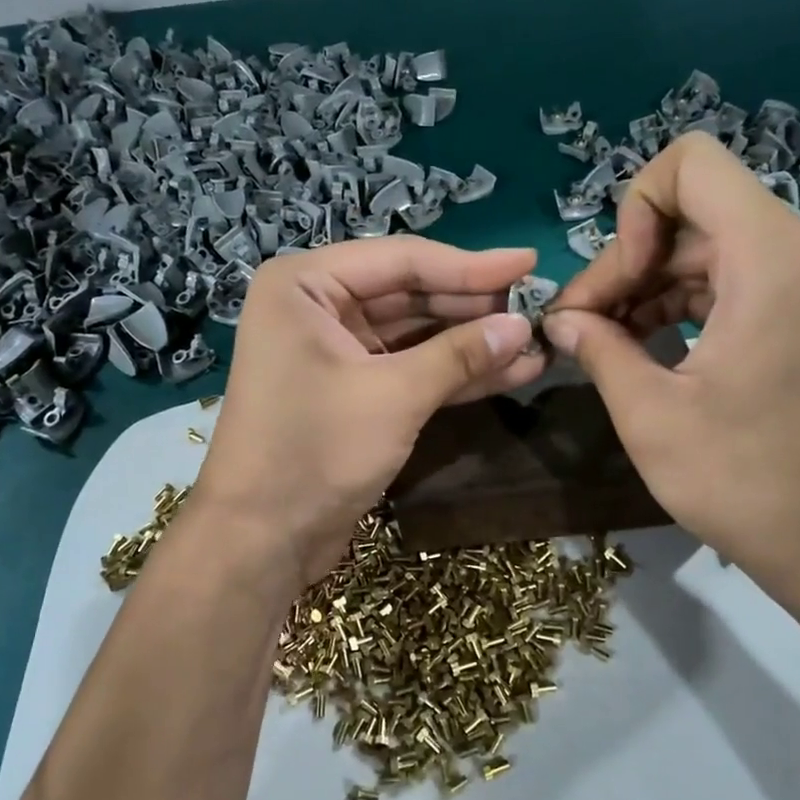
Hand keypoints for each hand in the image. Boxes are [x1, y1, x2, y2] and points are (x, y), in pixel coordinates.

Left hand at [194, 239, 546, 587]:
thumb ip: (460, 354)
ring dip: (471, 342)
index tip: (529, 261)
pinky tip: (509, 372)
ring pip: (414, 334)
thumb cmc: (315, 451)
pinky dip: (452, 373)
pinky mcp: (350, 390)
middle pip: (409, 293)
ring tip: (535, 343)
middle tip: (537, 306)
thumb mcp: (394, 396)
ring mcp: (332, 351)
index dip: (470, 265)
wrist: (261, 539)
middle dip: (473, 306)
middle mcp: (316, 307)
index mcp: (305, 285)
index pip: (402, 260)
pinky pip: (407, 368)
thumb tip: (523, 327)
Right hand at [543, 132, 799, 618]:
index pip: (690, 164)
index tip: (616, 286)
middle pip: (693, 215)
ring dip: (650, 288)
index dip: (632, 210)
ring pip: (709, 249)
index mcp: (770, 256)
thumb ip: (598, 348)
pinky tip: (646, 351)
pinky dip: (686, 305)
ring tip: (605, 346)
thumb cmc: (747, 481)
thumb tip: (562, 319)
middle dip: (629, 263)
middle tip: (583, 329)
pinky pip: (736, 280)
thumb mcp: (651, 415)